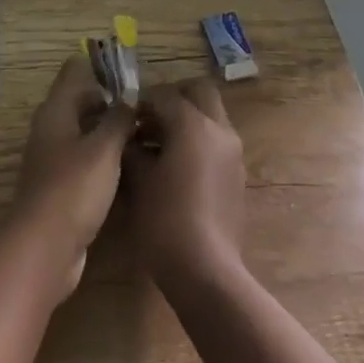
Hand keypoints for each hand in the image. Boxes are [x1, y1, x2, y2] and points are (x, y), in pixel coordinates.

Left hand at [10, 53, 133, 299]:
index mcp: (56, 111)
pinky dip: (105, 157)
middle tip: (148, 105)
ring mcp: (54, 159)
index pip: (74, 72)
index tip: (132, 73)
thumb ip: (118, 119)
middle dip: (111, 100)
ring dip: (110, 130)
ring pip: (85, 132)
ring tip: (146, 132)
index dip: (100, 67)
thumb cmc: (74, 188)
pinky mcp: (61, 186)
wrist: (45, 248)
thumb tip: (130, 98)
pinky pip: (86, 160)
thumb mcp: (104, 148)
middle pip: (81, 102)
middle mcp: (51, 129)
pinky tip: (131, 165)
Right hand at [124, 79, 245, 284]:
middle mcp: (219, 129)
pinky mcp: (238, 175)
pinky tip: (177, 170)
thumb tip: (129, 136)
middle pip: (200, 92)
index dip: (141, 102)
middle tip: (149, 120)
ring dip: (188, 120)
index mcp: (193, 124)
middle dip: (174, 98)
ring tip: (159, 147)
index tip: (125, 119)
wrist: (206, 269)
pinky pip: (217, 142)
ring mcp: (233, 152)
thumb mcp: (138, 180)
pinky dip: (199, 142)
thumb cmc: (165, 220)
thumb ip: (132, 148)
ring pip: (212, 116)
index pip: (164, 94)